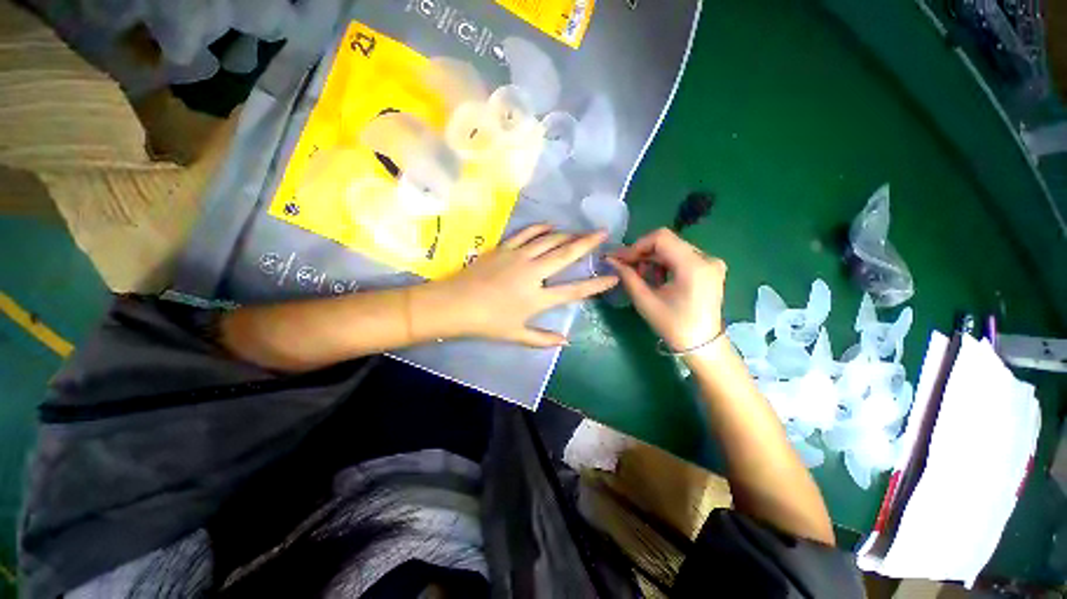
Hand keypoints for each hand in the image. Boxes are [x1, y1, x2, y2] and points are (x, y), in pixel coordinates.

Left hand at [422, 224, 618, 346]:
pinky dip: (540, 228)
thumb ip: (543, 339)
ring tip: (580, 230)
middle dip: (587, 243)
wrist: (454, 305)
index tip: (613, 277)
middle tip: (603, 232)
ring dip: (566, 234)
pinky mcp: (504, 248)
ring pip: (548, 240)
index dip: (595, 285)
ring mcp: (518, 257)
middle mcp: (533, 273)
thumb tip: (566, 342)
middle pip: (565, 255)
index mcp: (537, 298)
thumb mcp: (516, 336)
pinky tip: (550, 225)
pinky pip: (526, 233)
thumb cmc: (486, 323)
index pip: (574, 291)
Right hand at [607, 228, 725, 351]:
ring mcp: (711, 262)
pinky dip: (664, 264)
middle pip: (668, 242)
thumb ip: (628, 277)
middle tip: (625, 266)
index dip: (638, 245)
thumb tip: (611, 260)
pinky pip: (681, 256)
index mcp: (693, 266)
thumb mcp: (646, 301)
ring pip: (673, 248)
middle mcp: (707, 258)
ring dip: (652, 259)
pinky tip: (655, 278)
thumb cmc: (673, 326)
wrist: (702, 345)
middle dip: (643, 253)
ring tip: (640, 275)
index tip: (622, 260)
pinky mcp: (710, 268)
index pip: (661, 238)